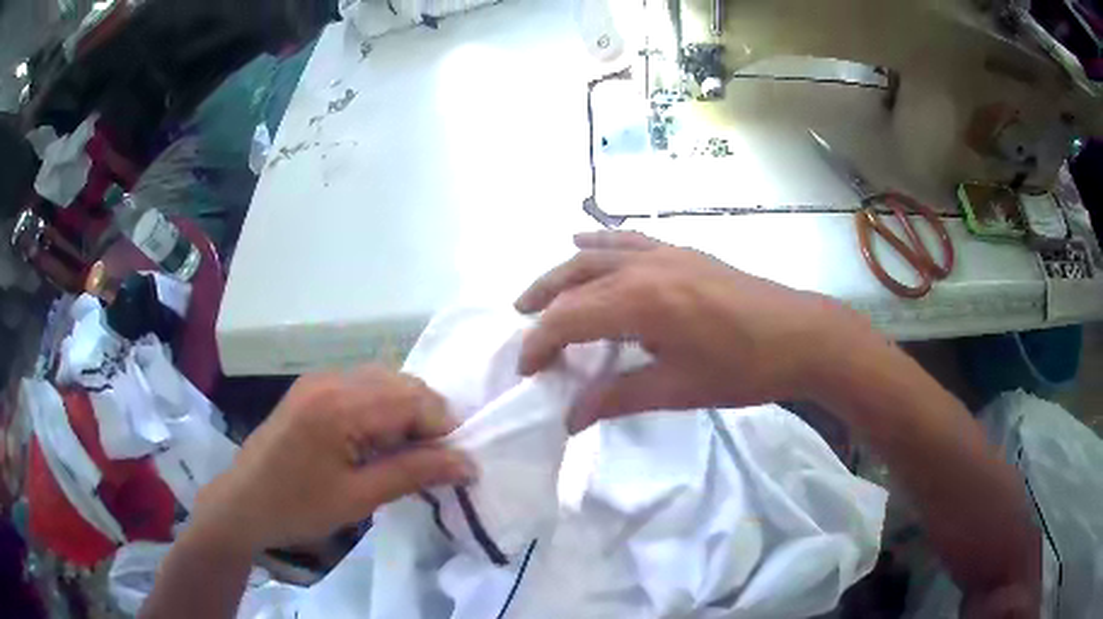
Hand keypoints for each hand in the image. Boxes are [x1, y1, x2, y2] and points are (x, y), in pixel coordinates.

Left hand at [191, 366, 475, 553]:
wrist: (242, 503)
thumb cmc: (298, 508)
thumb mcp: (359, 498)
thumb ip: (415, 473)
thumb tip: (468, 463)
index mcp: (340, 406)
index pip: (413, 400)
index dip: (444, 428)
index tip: (455, 465)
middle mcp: (331, 379)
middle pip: (402, 383)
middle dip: (427, 419)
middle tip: (431, 462)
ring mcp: (319, 379)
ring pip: (384, 381)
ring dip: (405, 413)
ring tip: (404, 455)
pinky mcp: (312, 388)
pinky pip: (362, 386)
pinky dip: (382, 409)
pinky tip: (376, 441)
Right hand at [516, 231, 879, 430]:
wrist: (800, 336)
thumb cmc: (742, 369)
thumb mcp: (678, 390)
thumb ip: (617, 398)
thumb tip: (571, 419)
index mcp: (640, 303)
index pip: (569, 319)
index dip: (540, 344)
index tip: (528, 369)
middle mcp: (644, 268)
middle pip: (575, 280)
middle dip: (543, 303)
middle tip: (522, 326)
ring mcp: (664, 253)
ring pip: (596, 255)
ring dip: (563, 273)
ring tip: (542, 292)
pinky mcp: (682, 251)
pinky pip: (628, 239)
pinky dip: (599, 242)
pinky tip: (585, 242)